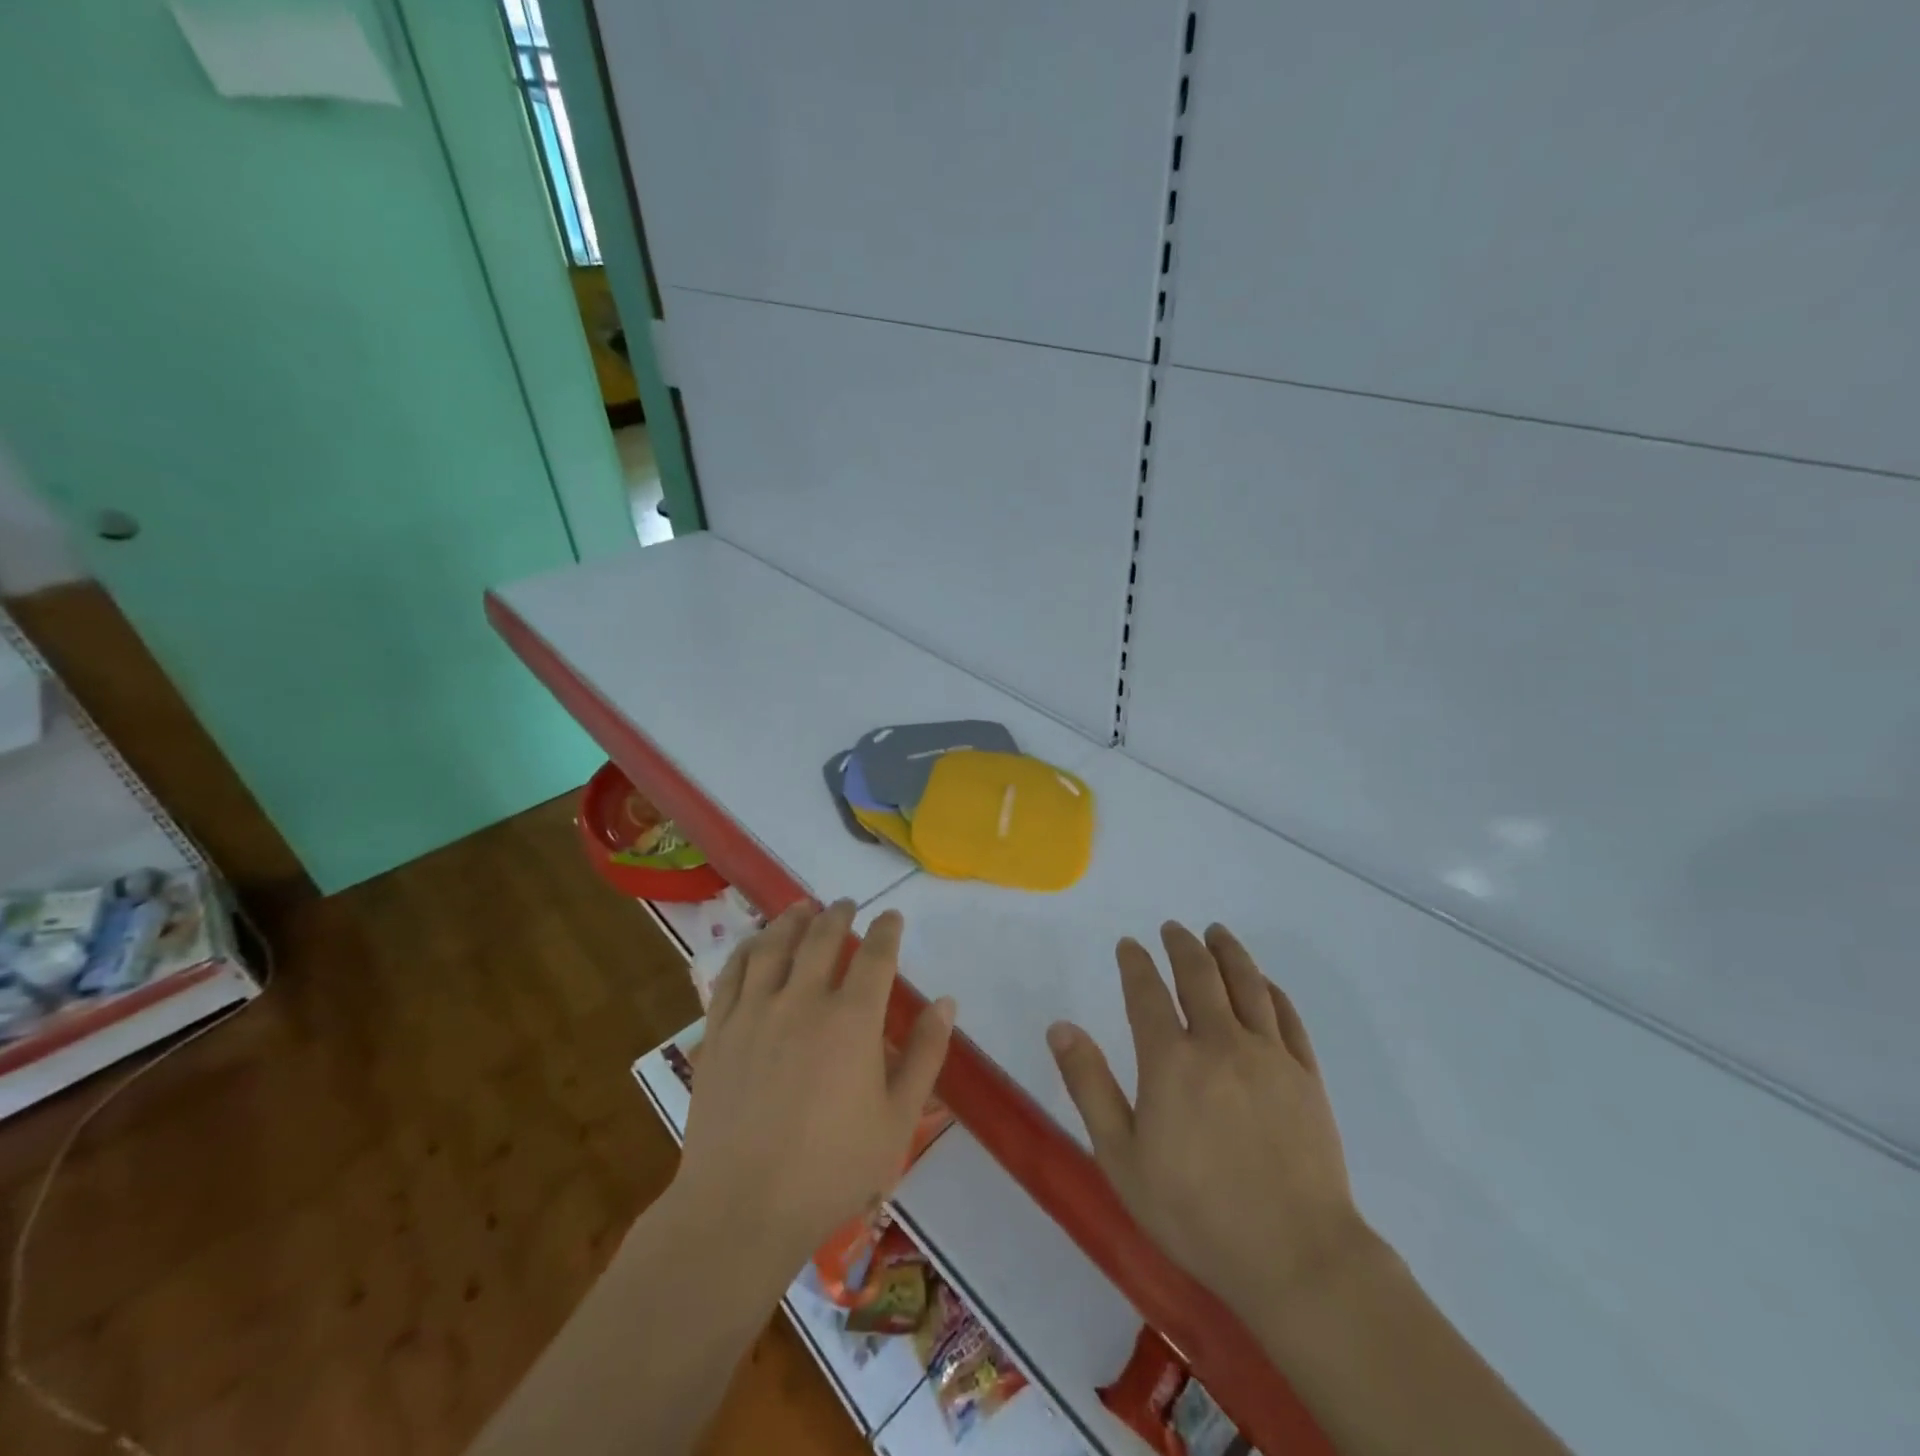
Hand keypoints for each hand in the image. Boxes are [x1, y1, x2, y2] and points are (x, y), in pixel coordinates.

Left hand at [677, 900, 954, 1264]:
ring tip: (802, 908)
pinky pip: (732, 975)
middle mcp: (802, 1001)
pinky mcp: (719, 1032)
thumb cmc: (831, 1169)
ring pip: (774, 946)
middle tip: (846, 905)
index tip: (892, 916)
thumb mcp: (898, 1119)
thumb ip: (926, 1055)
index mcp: (851, 1020)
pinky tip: (754, 944)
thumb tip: (946, 1002)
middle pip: (822, 938)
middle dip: (838, 915)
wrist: (741, 1208)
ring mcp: (754, 1012)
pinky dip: (747, 950)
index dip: (886, 930)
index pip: (875, 956)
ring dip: (791, 920)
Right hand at [1047, 922, 1375, 1322]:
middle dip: (1182, 945)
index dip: (1135, 963)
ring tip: (1216, 932)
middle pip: (1200, 975)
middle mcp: (1220, 1043)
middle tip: (1173, 928)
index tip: (1129, 945)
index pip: (1147, 992)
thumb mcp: (1122, 1157)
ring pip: (1247, 984)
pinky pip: (1287, 1015)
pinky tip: (1262, 981)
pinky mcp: (1306, 1075)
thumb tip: (1059, 1026)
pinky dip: (1270, 989)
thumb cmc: (1196, 1214)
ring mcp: (1269, 1056)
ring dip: (1228, 952)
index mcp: (1171, 1061)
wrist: (1296, 1257)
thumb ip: (1089, 1086)